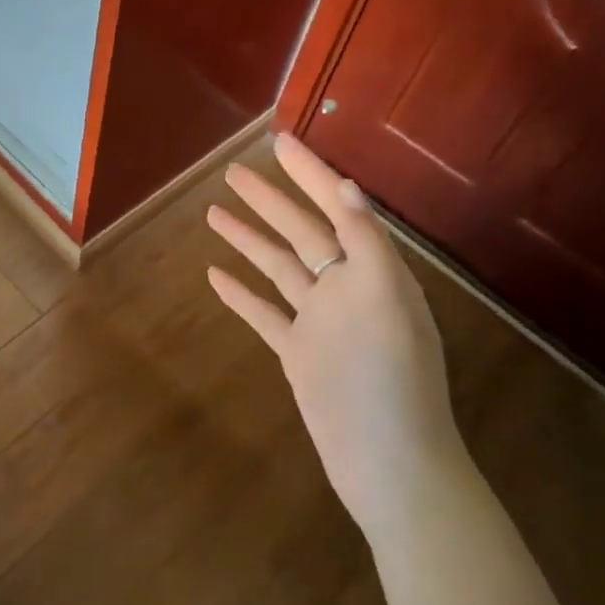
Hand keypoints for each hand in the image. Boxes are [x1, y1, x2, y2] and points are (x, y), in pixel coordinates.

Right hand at [206, 134, 467, 535]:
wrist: (389, 463)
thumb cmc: (391, 382)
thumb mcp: (386, 302)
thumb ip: (367, 243)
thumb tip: (345, 185)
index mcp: (372, 271)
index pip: (335, 207)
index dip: (308, 173)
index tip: (278, 141)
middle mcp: (345, 288)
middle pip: (300, 231)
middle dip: (269, 199)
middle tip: (231, 171)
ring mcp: (319, 322)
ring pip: (278, 267)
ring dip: (248, 239)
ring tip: (213, 212)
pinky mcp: (299, 353)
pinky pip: (264, 313)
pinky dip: (241, 293)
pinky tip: (215, 276)